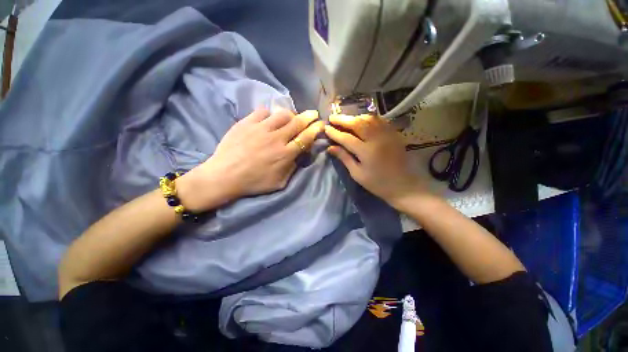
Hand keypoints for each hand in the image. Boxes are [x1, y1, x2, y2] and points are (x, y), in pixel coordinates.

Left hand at [179, 108, 323, 210]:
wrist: (224, 176)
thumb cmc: (253, 182)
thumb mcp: (279, 182)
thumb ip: (292, 168)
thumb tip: (299, 155)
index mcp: (285, 154)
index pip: (306, 137)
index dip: (315, 129)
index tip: (321, 124)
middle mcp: (276, 139)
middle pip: (297, 122)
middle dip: (309, 116)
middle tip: (313, 113)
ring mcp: (260, 128)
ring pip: (282, 114)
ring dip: (290, 114)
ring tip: (290, 117)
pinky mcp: (246, 123)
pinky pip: (263, 111)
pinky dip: (269, 114)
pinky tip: (269, 119)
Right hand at [324, 114, 426, 207]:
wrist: (404, 185)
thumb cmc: (378, 183)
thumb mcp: (357, 174)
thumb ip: (344, 158)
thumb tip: (330, 148)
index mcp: (366, 152)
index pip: (346, 138)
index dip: (335, 133)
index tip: (326, 128)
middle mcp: (377, 139)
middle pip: (357, 124)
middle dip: (343, 120)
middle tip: (332, 117)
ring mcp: (387, 134)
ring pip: (369, 119)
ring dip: (355, 117)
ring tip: (345, 119)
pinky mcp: (394, 134)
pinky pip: (380, 120)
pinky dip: (368, 118)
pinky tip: (362, 120)